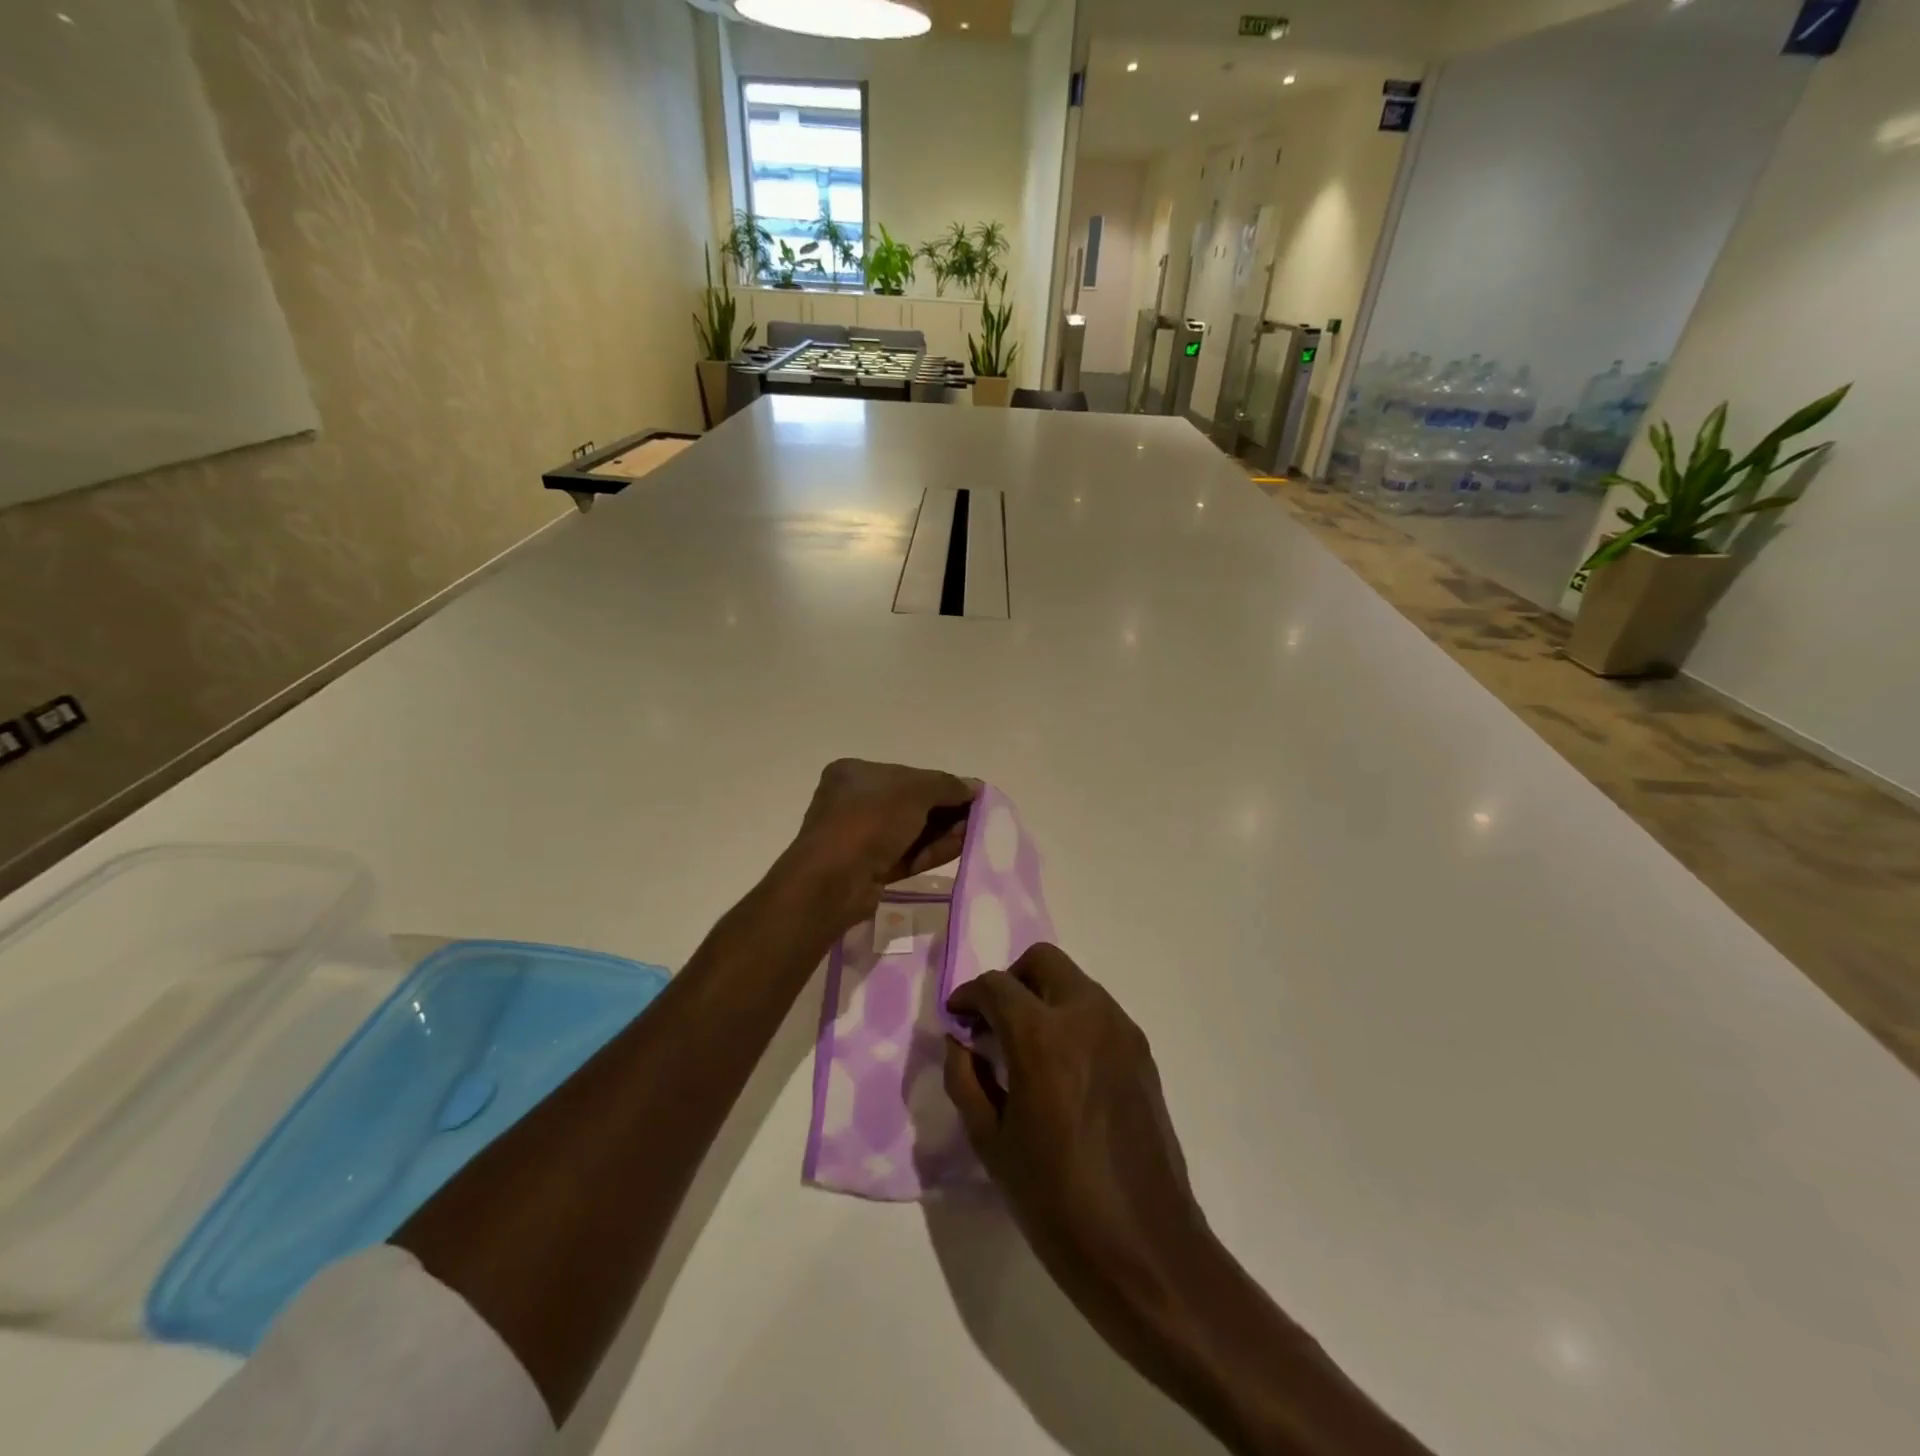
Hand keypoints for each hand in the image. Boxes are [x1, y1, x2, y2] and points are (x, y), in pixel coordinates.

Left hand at [785, 759, 976, 930]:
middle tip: (978, 816)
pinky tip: (960, 847)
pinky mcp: (869, 869)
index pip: (907, 774)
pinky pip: (906, 854)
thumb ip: (947, 786)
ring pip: (911, 831)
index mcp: (855, 773)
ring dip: (943, 831)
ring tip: (975, 833)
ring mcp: (860, 838)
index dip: (941, 783)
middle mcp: (854, 802)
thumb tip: (974, 787)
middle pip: (911, 803)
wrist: (833, 881)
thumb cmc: (869, 821)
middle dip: (945, 810)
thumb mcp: (914, 792)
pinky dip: (932, 850)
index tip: (971, 794)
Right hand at [943, 944, 1208, 1363]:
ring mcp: (1121, 1029)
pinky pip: (1098, 1011)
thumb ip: (965, 1079)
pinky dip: (1072, 1018)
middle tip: (994, 1023)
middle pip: (1042, 961)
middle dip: (1011, 981)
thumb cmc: (1056, 1200)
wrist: (1145, 1247)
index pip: (996, 986)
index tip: (958, 1019)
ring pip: (1074, 982)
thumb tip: (960, 1041)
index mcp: (1043, 1035)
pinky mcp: (1142, 1051)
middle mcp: (1086, 1015)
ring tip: (1027, 1047)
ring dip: (1044, 996)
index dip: (969, 996)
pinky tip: (1063, 1068)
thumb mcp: (991, 1142)